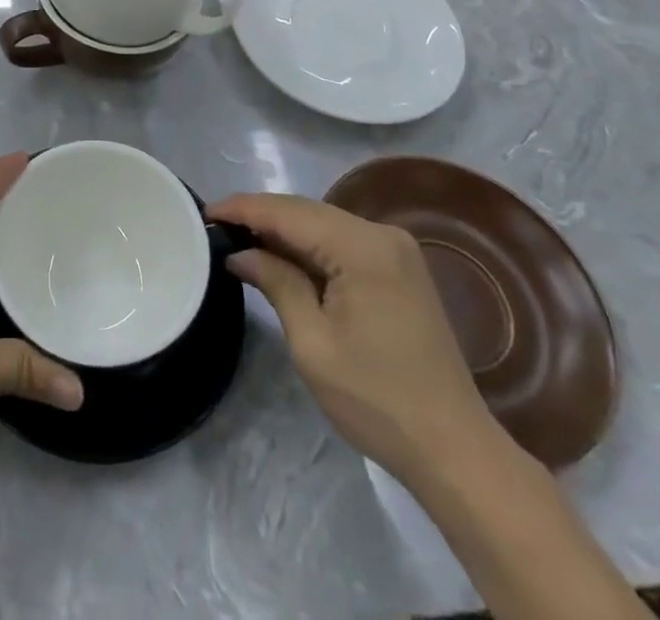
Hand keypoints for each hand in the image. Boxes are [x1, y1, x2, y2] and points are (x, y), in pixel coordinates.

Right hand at [206, 192, 499, 482]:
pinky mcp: (400, 268)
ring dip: (283, 230)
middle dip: (261, 216)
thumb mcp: (313, 343)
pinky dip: (309, 246)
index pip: (289, 213)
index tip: (205, 212)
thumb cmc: (377, 400)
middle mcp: (382, 234)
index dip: (244, 209)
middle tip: (216, 226)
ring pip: (323, 223)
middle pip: (307, 211)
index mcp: (363, 247)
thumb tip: (240, 253)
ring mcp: (396, 250)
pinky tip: (282, 255)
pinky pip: (342, 241)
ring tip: (240, 238)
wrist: (454, 449)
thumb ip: (276, 283)